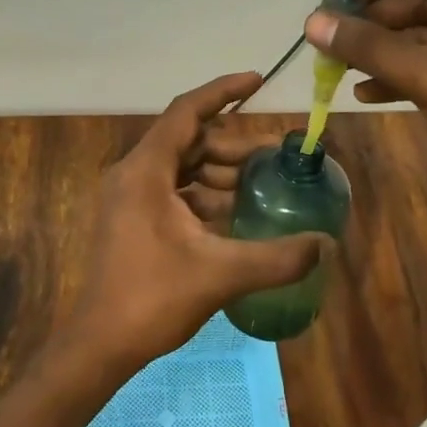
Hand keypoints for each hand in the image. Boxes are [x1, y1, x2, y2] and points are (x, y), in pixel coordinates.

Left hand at [63, 72, 326, 373]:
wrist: (100, 345)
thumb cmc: (152, 299)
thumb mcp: (220, 274)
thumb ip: (277, 257)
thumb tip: (326, 244)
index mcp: (146, 170)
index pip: (187, 112)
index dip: (223, 91)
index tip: (258, 81)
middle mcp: (135, 174)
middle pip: (189, 140)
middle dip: (233, 145)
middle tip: (274, 156)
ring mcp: (131, 197)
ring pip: (184, 167)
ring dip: (221, 172)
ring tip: (262, 184)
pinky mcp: (134, 219)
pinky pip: (175, 191)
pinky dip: (206, 194)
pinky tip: (236, 213)